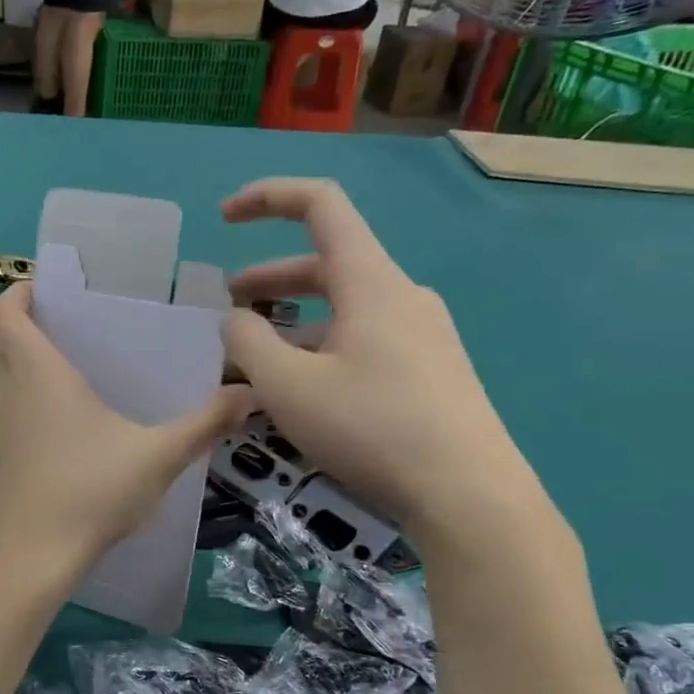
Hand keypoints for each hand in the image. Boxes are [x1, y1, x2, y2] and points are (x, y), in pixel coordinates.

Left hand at [0, 284, 250, 579]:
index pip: (6, 312)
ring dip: (28, 364)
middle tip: (77, 327)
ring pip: (3, 377)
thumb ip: (203, 424)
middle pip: (4, 340)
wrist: (28, 560)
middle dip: (32, 326)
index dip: (21, 292)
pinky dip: (28, 400)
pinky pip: (7, 410)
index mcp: (38, 373)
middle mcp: (8, 391)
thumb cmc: (89, 493)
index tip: (51, 290)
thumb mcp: (157, 456)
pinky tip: (70, 426)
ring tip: (79, 371)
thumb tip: (250, 395)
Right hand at [219, 179, 546, 546]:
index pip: (321, 205)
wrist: (469, 495)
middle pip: (327, 264)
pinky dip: (323, 349)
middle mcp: (401, 296)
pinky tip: (303, 393)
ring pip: (344, 310)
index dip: (268, 198)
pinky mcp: (430, 371)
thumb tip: (235, 320)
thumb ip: (248, 342)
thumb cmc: (372, 428)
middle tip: (230, 308)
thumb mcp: (288, 386)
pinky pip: (364, 341)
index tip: (225, 218)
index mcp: (370, 282)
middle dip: (270, 279)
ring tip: (257, 361)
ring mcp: (422, 335)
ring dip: (294, 323)